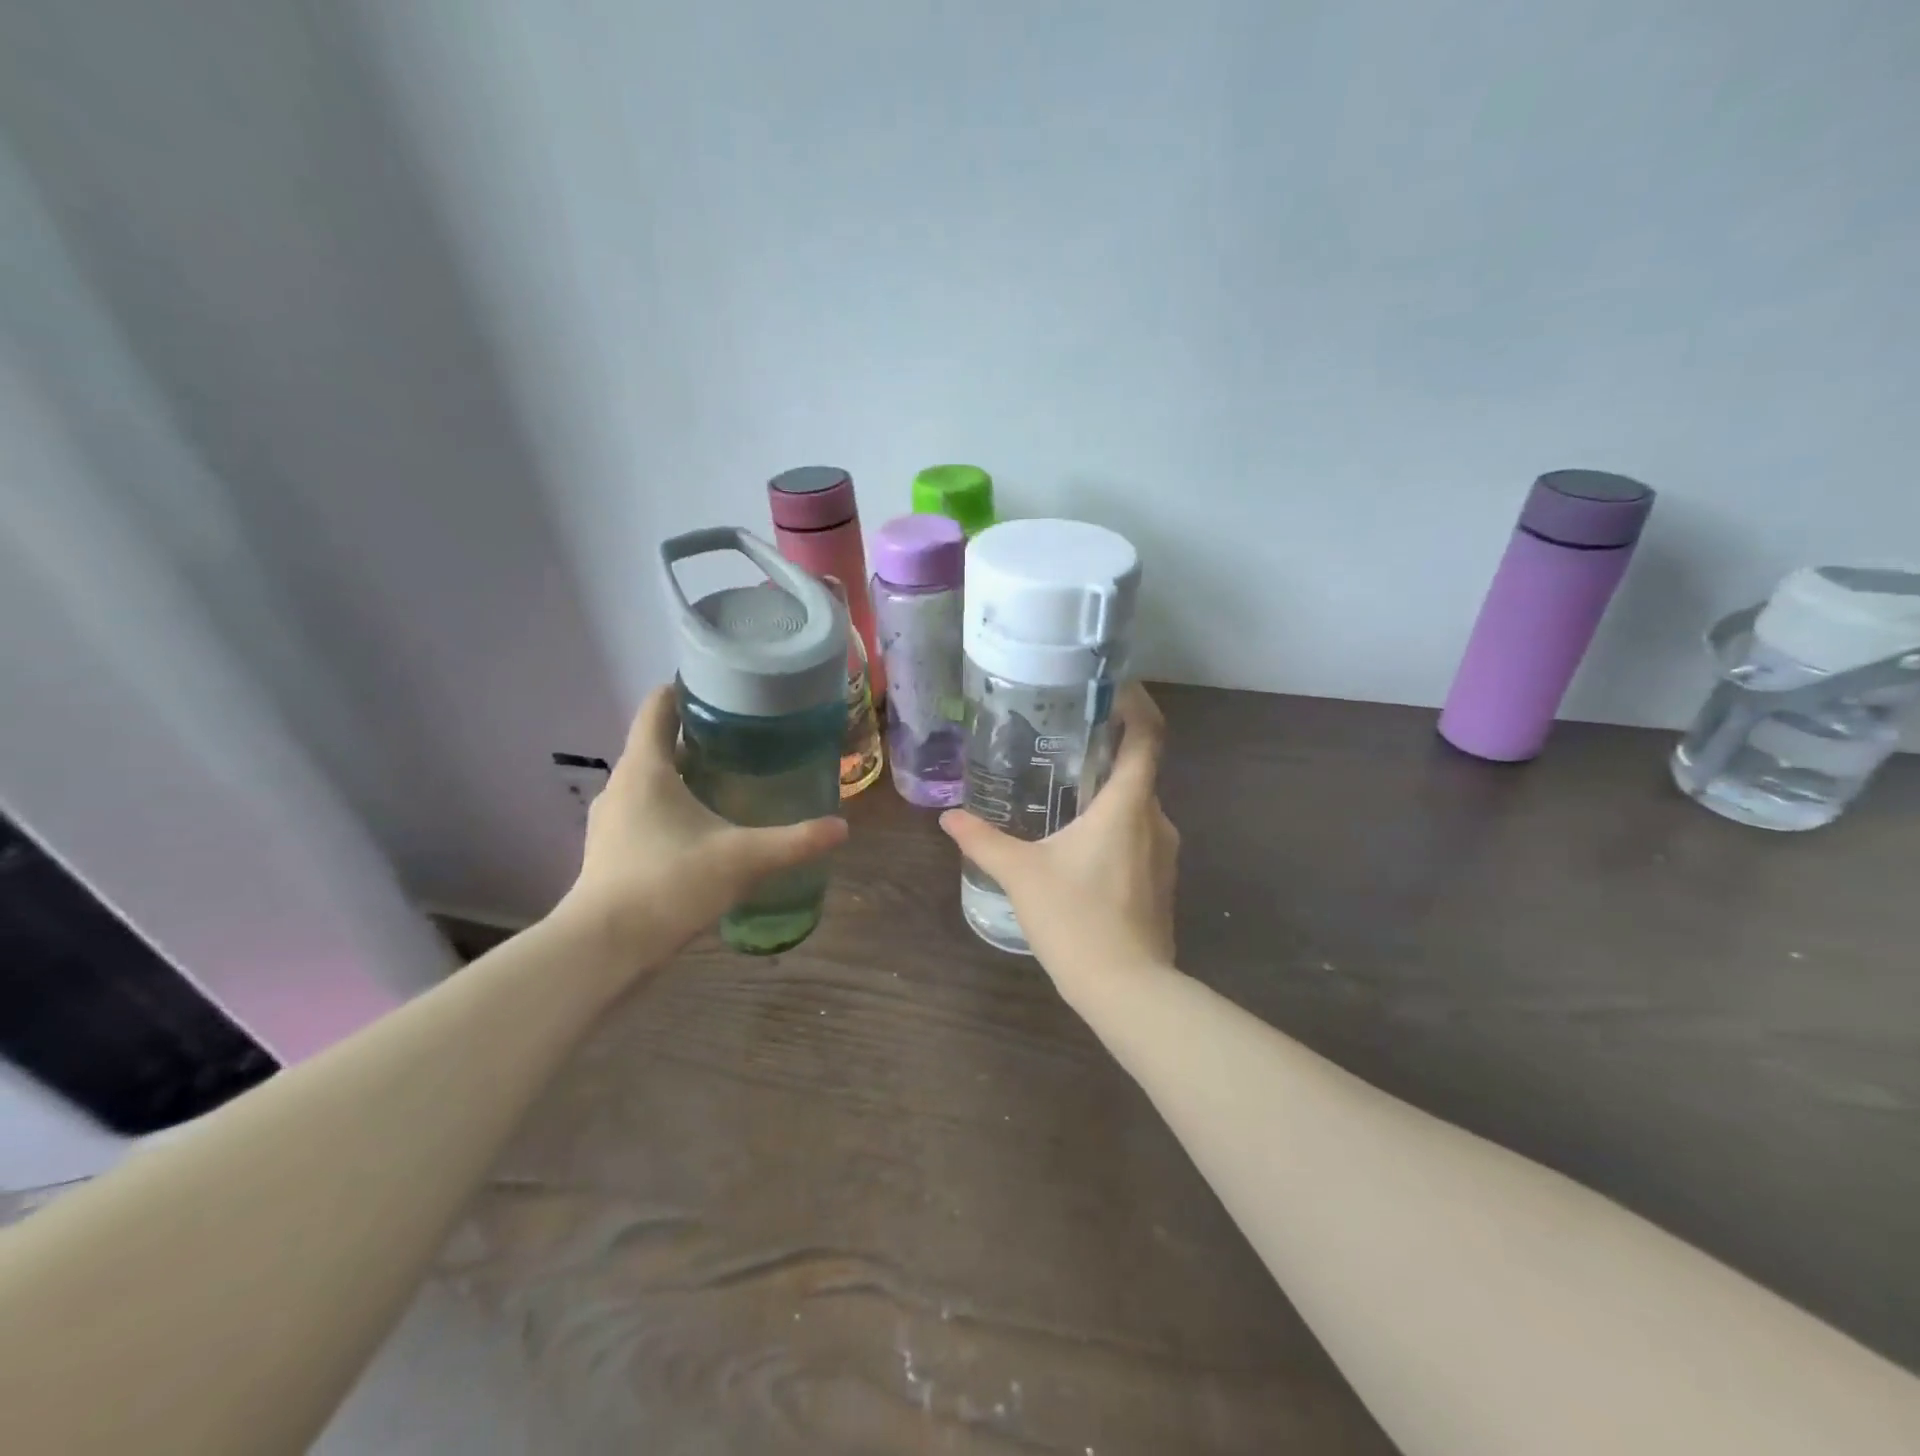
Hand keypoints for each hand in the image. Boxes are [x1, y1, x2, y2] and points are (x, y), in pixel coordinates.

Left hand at [558, 685, 847, 970]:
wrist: (604, 949)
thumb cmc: (669, 884)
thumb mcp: (742, 858)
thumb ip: (795, 841)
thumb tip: (841, 828)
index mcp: (646, 768)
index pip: (658, 706)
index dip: (685, 689)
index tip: (722, 688)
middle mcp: (622, 785)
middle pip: (657, 743)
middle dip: (697, 736)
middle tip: (745, 738)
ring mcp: (611, 820)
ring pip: (651, 781)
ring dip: (684, 775)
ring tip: (729, 780)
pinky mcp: (611, 850)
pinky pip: (645, 811)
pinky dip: (672, 807)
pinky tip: (703, 829)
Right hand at [940, 683, 1178, 990]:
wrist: (1127, 989)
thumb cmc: (1076, 919)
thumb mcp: (1022, 875)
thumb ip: (984, 841)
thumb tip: (949, 817)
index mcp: (1128, 805)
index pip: (1148, 736)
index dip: (1136, 705)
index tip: (1112, 687)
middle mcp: (1156, 820)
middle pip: (1139, 769)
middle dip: (1106, 752)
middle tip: (1064, 741)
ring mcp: (1164, 854)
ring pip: (1137, 806)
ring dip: (1108, 793)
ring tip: (1064, 790)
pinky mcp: (1160, 882)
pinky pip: (1138, 836)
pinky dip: (1113, 825)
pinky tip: (1078, 843)